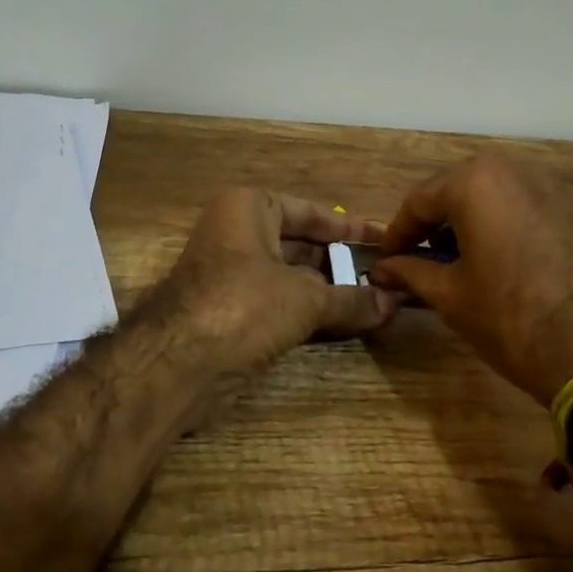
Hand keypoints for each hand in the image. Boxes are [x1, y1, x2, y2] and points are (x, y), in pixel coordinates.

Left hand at [158, 189, 400, 374]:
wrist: (178, 363)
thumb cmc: (243, 306)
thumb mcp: (305, 299)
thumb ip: (351, 299)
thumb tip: (394, 302)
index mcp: (249, 209)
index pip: (310, 212)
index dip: (350, 228)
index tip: (386, 239)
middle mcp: (237, 233)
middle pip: (301, 244)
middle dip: (342, 263)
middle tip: (387, 276)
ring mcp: (231, 273)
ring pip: (291, 277)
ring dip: (329, 291)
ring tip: (377, 302)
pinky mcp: (230, 311)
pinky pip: (279, 303)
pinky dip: (309, 311)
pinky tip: (345, 323)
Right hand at [373, 156, 572, 405]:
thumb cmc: (511, 318)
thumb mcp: (451, 296)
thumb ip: (411, 272)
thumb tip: (381, 270)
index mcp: (476, 182)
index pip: (419, 201)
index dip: (398, 233)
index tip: (387, 260)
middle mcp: (516, 171)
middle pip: (460, 191)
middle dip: (437, 225)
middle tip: (423, 259)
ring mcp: (557, 188)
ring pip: (499, 198)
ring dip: (475, 224)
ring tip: (465, 263)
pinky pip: (532, 211)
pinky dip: (511, 230)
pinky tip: (509, 265)